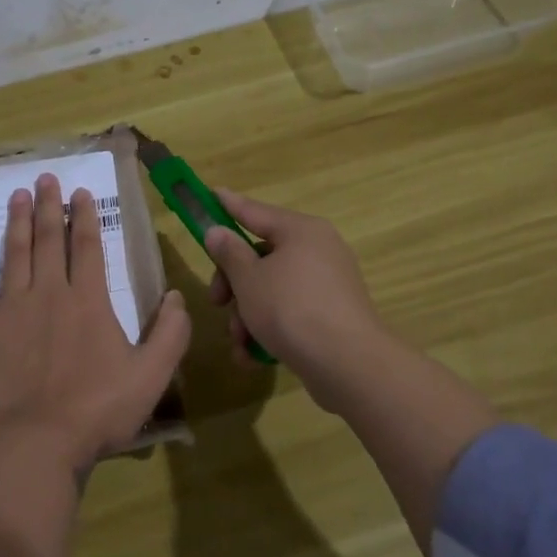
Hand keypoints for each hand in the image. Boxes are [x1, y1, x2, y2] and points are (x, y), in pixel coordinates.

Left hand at [0, 173, 190, 470]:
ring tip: (16, 195)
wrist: (40, 441)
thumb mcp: (152, 375)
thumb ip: (170, 333)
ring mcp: (12, 310)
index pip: (86, 246)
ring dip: (16, 223)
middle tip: (45, 177)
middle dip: (48, 206)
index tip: (80, 192)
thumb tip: (178, 296)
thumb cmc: (99, 409)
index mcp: (88, 300)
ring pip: (14, 255)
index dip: (84, 216)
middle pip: (49, 240)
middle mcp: (49, 294)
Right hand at [204, 189, 393, 411]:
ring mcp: (327, 285)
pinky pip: (290, 313)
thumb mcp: (249, 279)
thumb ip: (229, 252)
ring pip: (272, 290)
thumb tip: (217, 231)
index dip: (228, 205)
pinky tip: (252, 357)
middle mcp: (318, 251)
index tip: (210, 193)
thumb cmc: (291, 309)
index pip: (255, 211)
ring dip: (247, 315)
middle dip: (234, 284)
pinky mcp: (331, 316)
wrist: (347, 364)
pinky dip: (269, 330)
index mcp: (301, 231)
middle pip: (261, 256)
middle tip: (216, 302)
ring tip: (238, 343)